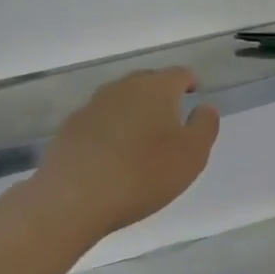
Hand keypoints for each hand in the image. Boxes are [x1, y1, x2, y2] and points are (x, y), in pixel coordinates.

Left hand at [22, 68, 219, 243]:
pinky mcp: (69, 129)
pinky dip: (111, 131)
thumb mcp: (192, 155)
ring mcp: (91, 107)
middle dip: (161, 96)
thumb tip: (205, 106)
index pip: (179, 74)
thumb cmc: (143, 174)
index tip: (195, 94)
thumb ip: (205, 126)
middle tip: (172, 118)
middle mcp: (122, 88)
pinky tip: (113, 155)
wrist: (72, 199)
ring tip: (143, 138)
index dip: (190, 82)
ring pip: (121, 101)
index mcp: (156, 88)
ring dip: (134, 113)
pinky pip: (99, 122)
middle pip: (147, 83)